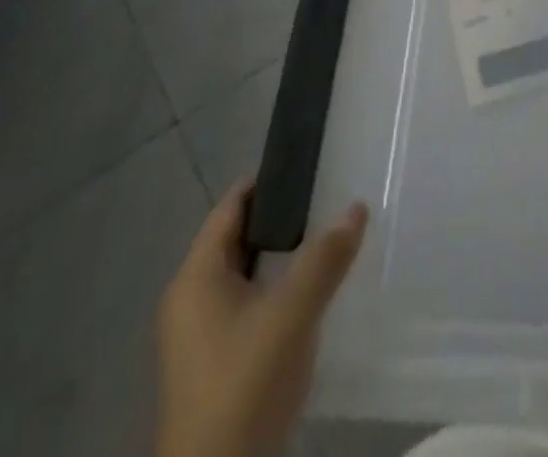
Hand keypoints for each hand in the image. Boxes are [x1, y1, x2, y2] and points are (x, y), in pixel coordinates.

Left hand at [156, 181, 368, 456]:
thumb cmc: (244, 383)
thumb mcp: (293, 313)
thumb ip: (325, 257)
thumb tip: (357, 207)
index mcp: (196, 277)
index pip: (231, 206)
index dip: (267, 180)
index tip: (309, 163)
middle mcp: (190, 299)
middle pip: (238, 238)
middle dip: (282, 217)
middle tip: (329, 196)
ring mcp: (199, 335)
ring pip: (246, 274)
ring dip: (282, 256)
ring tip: (328, 237)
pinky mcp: (214, 364)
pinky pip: (248, 304)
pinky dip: (277, 288)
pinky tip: (311, 292)